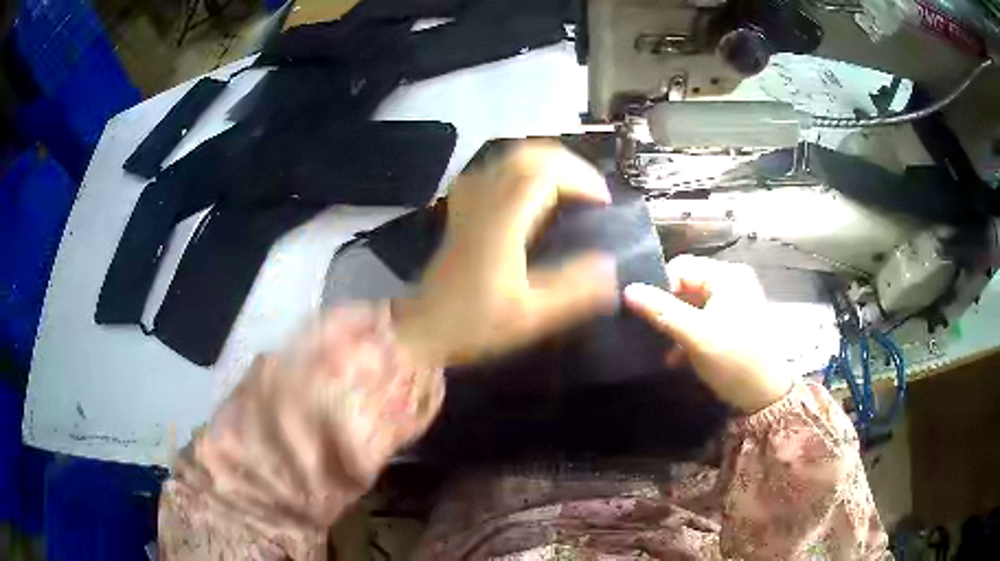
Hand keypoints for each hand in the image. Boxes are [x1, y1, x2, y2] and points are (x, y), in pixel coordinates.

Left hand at [393, 142, 618, 366]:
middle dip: (568, 164)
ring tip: (572, 188)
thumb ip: (573, 292)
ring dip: (547, 162)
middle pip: (528, 155)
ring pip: (509, 156)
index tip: (604, 201)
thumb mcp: (529, 317)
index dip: (580, 177)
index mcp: (502, 224)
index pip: (544, 174)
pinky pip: (494, 169)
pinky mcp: (461, 206)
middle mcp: (484, 202)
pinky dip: (522, 168)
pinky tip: (533, 191)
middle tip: (593, 192)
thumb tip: (612, 267)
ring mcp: (468, 200)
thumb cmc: (474, 324)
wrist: (423, 327)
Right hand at [624, 255, 792, 412]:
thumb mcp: (695, 336)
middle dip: (668, 310)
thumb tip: (628, 290)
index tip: (647, 315)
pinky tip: (678, 357)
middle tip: (653, 333)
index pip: (682, 267)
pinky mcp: (735, 320)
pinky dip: (691, 333)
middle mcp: (733, 281)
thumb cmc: (734, 360)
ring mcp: (736, 301)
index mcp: (727, 276)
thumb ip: (661, 311)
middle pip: (687, 285)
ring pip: (694, 304)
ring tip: (663, 349)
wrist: (766, 395)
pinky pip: (705, 317)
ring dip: (677, 325)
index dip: (661, 288)